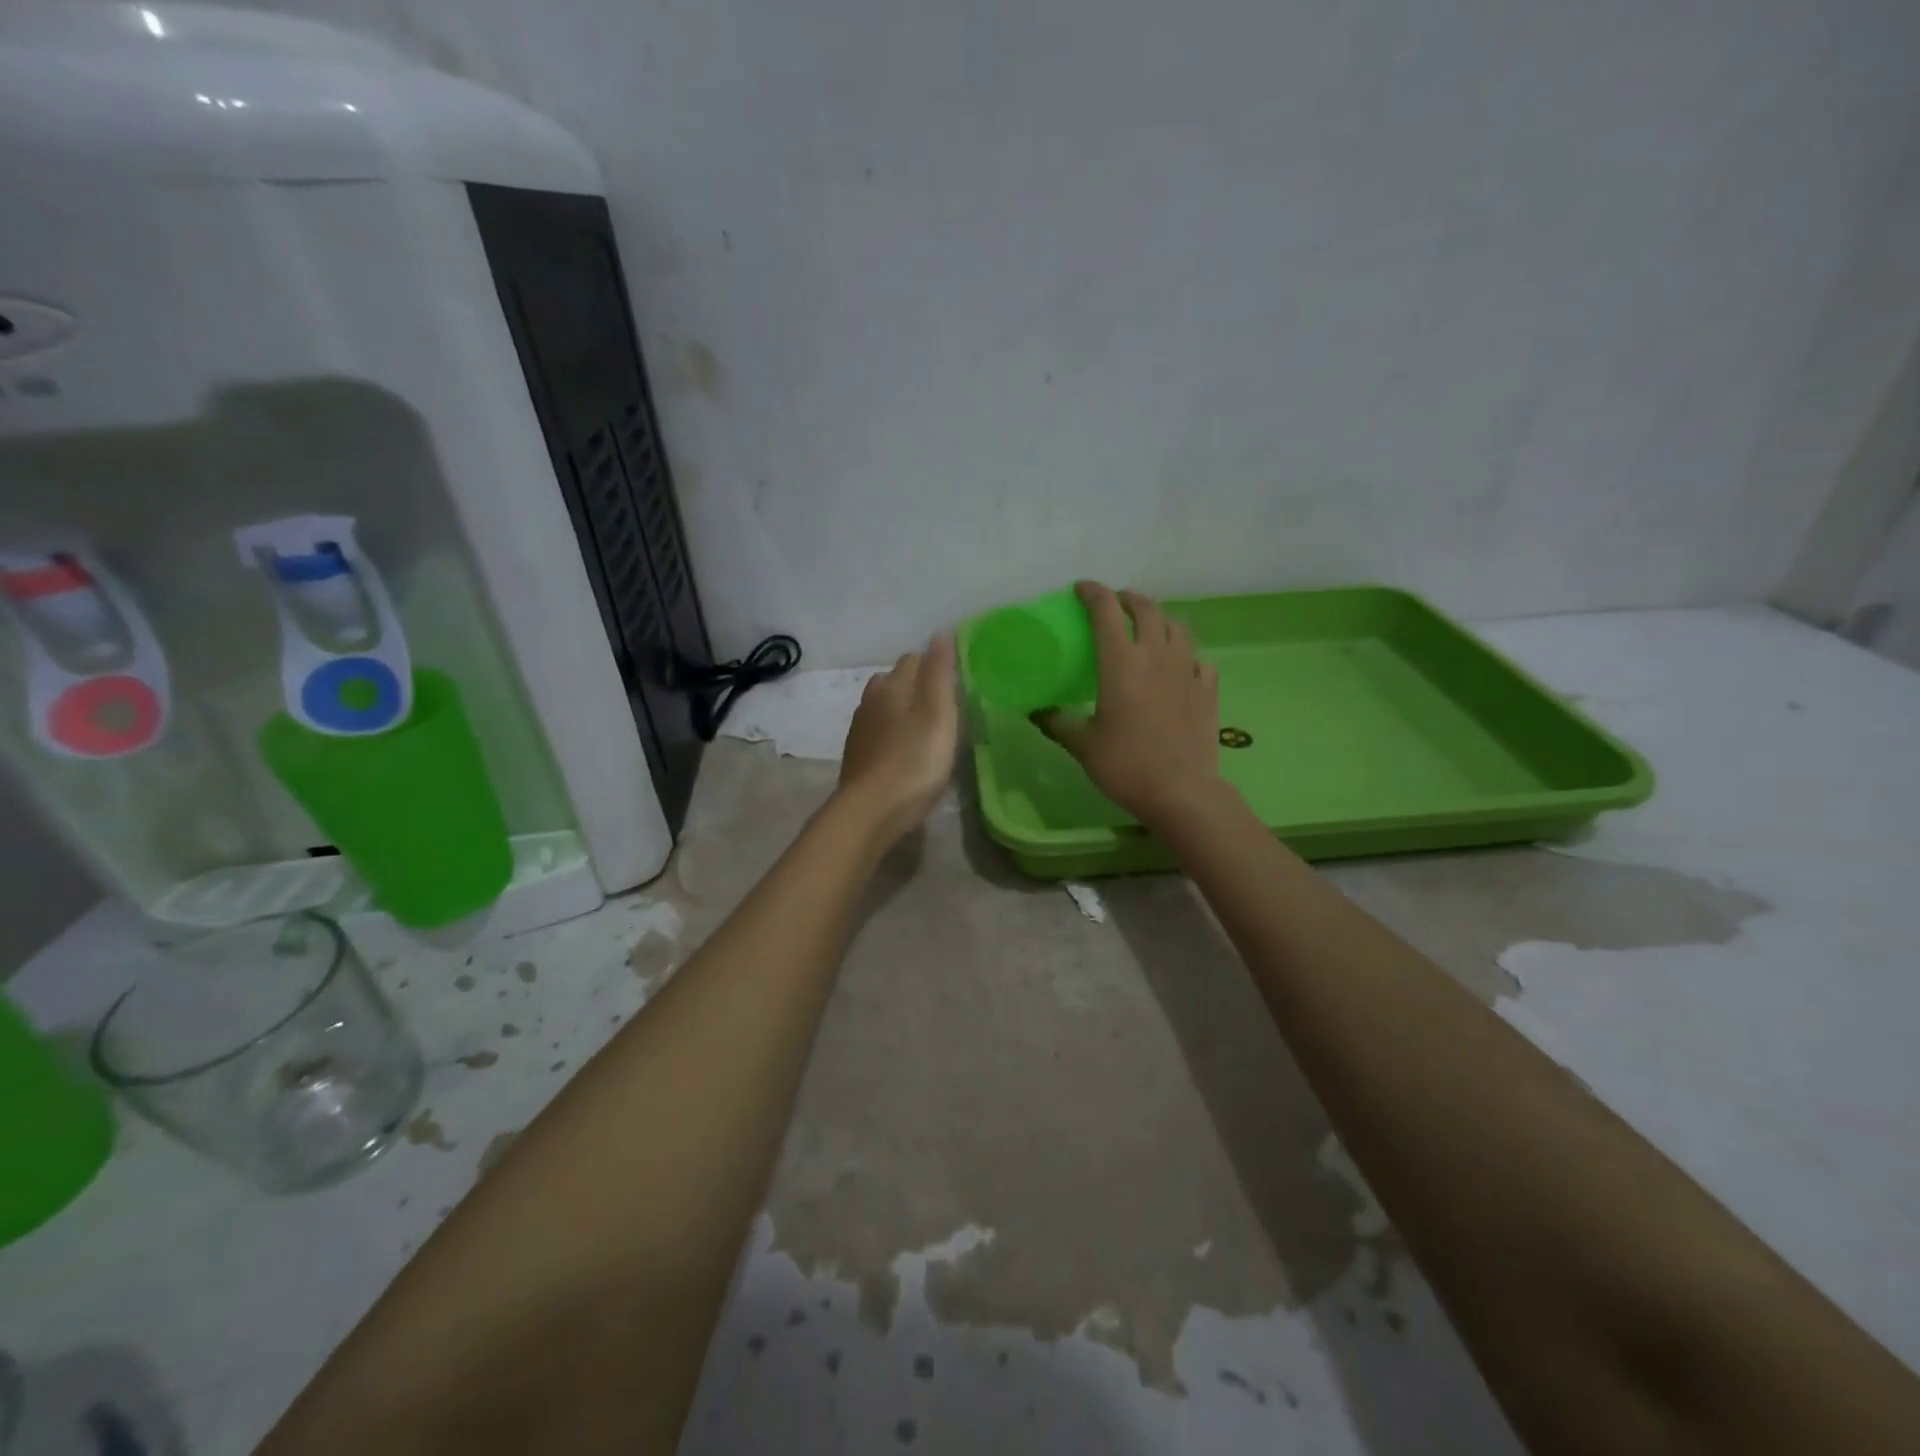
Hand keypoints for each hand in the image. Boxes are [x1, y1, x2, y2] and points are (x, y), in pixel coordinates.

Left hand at [836, 634, 959, 842]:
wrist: (871, 810)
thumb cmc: (914, 760)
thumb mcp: (938, 713)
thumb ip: (940, 672)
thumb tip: (941, 632)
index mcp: (892, 685)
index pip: (914, 659)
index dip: (935, 665)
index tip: (956, 681)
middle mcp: (871, 700)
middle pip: (895, 680)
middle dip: (917, 685)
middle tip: (944, 704)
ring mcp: (860, 729)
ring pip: (883, 706)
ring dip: (902, 709)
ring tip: (926, 725)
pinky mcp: (857, 755)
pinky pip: (878, 732)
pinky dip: (892, 733)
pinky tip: (904, 749)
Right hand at [1035, 582, 1222, 828]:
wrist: (1181, 792)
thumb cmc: (1125, 765)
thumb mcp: (1082, 745)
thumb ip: (1057, 722)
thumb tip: (1035, 711)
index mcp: (1121, 663)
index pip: (1106, 612)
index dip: (1093, 593)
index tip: (1081, 589)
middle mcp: (1156, 656)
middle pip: (1147, 609)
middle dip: (1129, 598)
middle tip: (1116, 603)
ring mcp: (1187, 671)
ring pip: (1177, 627)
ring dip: (1160, 619)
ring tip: (1148, 628)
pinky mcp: (1207, 689)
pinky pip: (1199, 659)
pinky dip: (1186, 655)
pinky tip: (1180, 667)